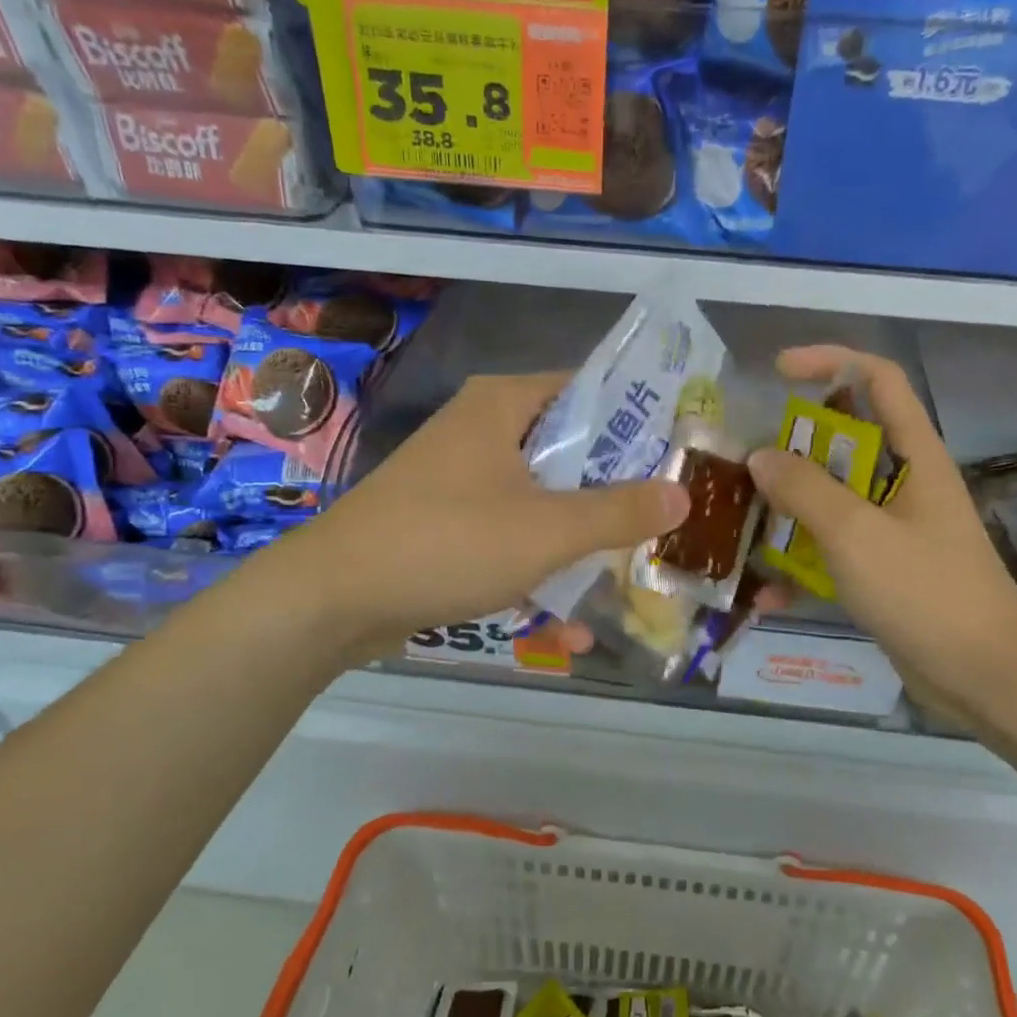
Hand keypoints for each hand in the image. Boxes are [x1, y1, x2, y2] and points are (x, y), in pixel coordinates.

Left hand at [284, 371, 689, 652]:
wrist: (333, 599)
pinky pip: (510, 536)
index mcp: (503, 405)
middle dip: (617, 495)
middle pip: (570, 451)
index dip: (639, 421)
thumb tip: (682, 496)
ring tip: (628, 577)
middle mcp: (483, 430)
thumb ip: (619, 512)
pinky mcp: (448, 523)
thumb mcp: (547, 529)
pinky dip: (538, 569)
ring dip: (580, 542)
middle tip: (665, 523)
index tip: (680, 458)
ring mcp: (462, 479)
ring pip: (543, 500)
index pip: (590, 391)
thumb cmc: (447, 542)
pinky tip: (568, 625)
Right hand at [746, 346, 1016, 706]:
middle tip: (747, 464)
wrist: (982, 675)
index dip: (830, 361)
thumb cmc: (925, 591)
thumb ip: (805, 489)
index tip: (778, 372)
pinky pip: (832, 551)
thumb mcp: (856, 533)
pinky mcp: (882, 570)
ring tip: (742, 522)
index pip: (877, 379)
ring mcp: (893, 529)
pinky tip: (767, 592)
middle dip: (794, 446)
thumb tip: (761, 456)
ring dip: (788, 508)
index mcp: (914, 456)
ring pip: (832, 499)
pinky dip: (800, 564)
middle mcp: (904, 483)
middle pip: (845, 440)